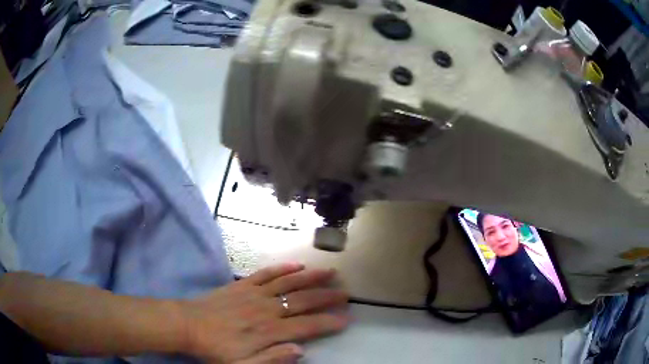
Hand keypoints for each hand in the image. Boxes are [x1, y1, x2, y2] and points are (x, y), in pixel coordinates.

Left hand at [178, 263, 348, 362]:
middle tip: (345, 294)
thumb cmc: (215, 350)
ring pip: (289, 283)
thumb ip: (271, 360)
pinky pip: (266, 273)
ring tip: (330, 272)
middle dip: (327, 297)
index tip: (345, 320)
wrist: (187, 325)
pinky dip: (283, 268)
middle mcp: (266, 309)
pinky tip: (296, 265)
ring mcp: (254, 294)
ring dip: (311, 277)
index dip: (328, 322)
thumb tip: (300, 351)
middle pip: (303, 301)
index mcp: (268, 331)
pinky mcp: (242, 285)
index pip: (307, 326)